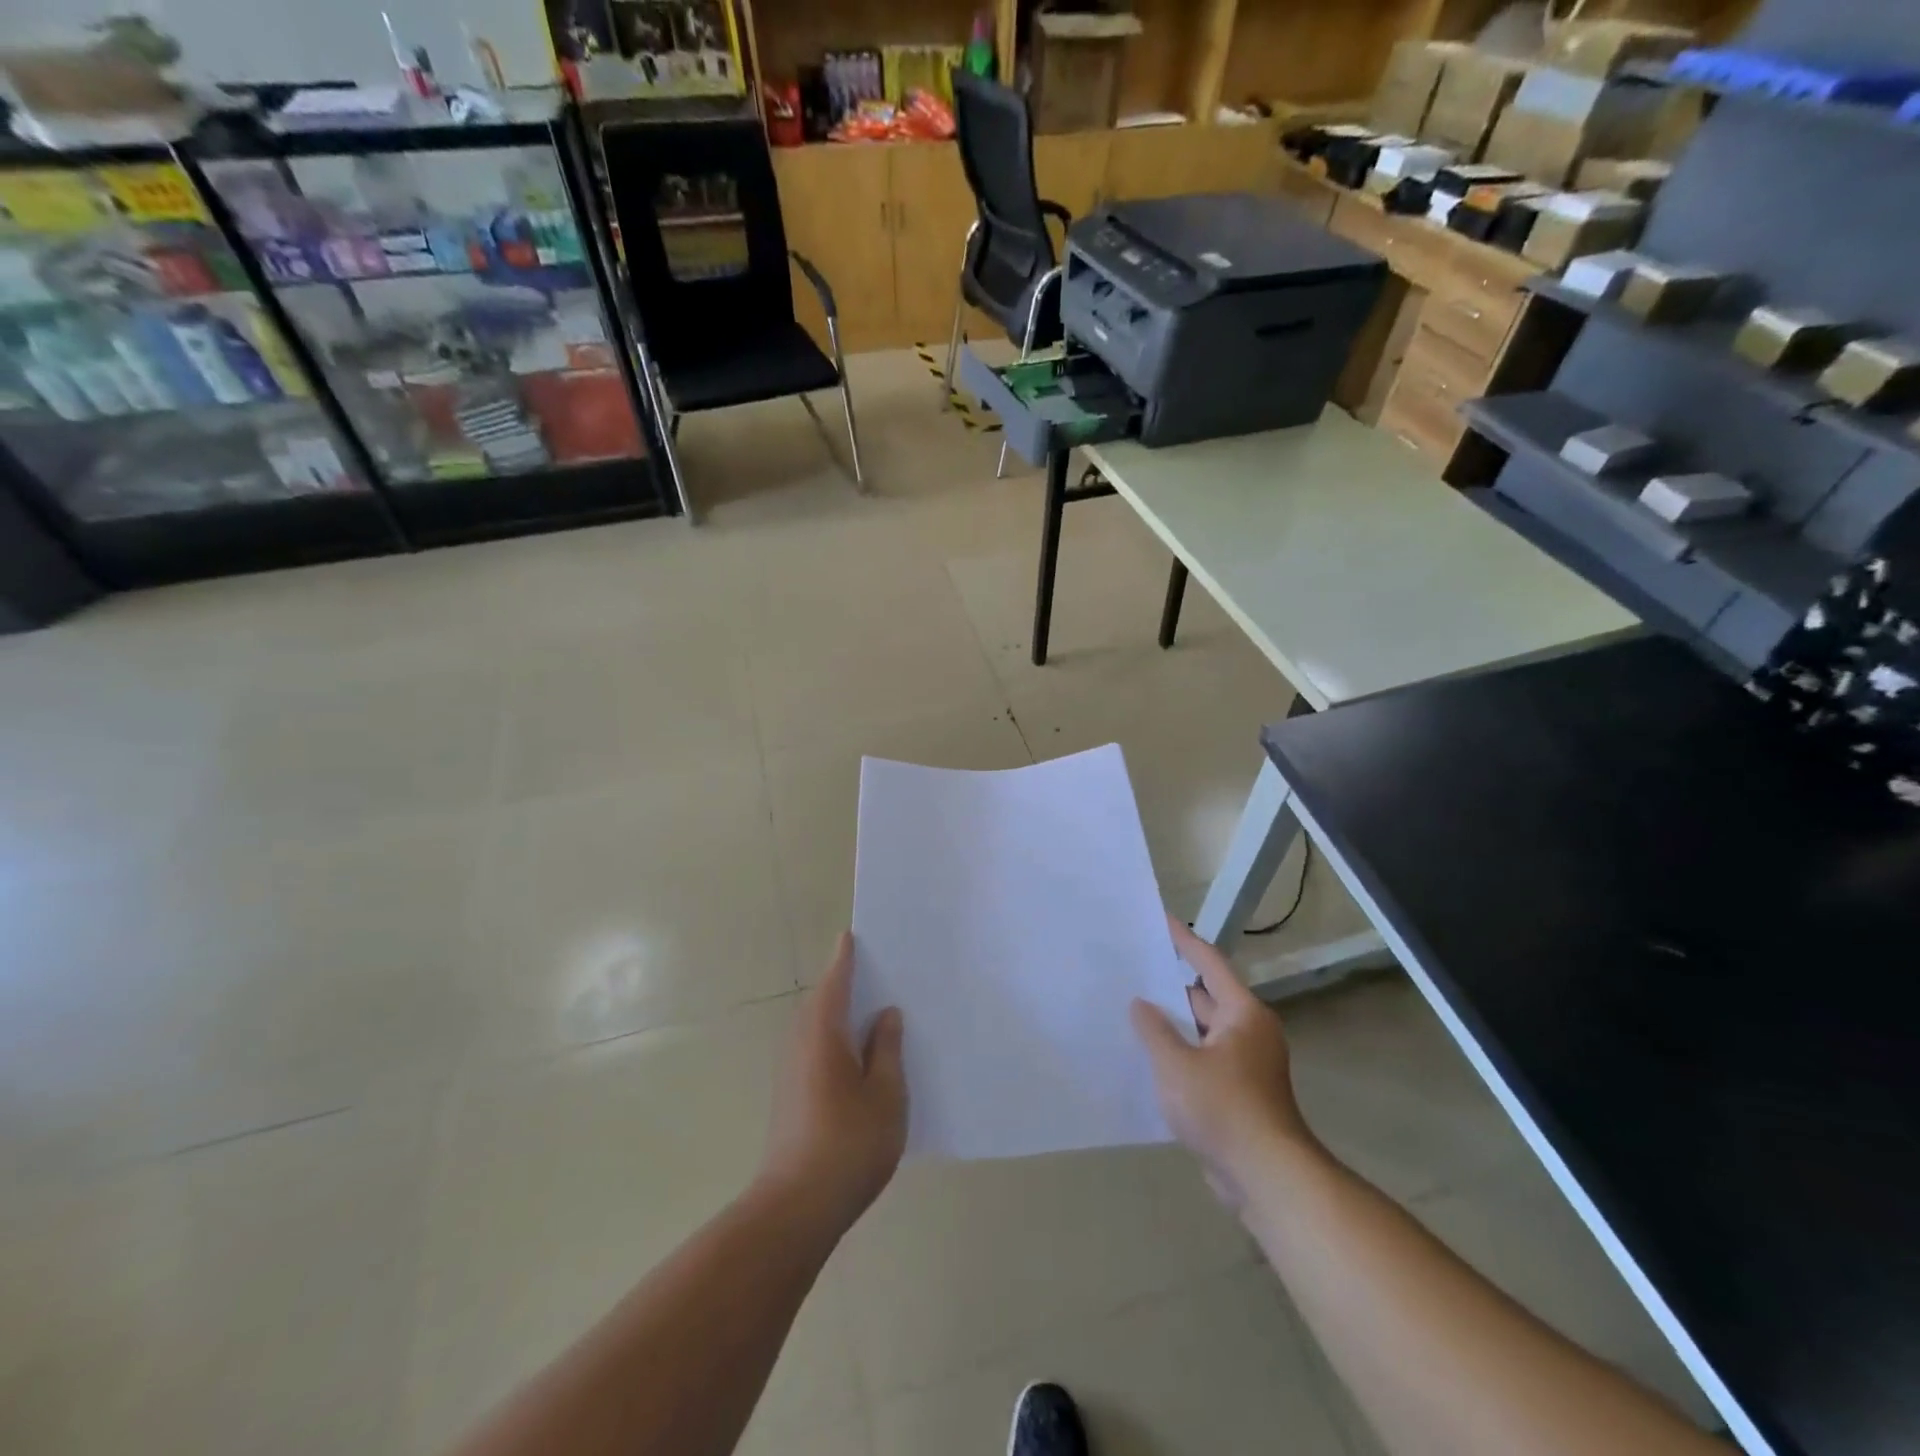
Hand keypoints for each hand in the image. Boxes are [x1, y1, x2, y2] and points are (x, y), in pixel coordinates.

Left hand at [758, 932, 906, 1235]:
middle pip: (823, 1001)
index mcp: (823, 1032)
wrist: (797, 1206)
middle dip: (845, 984)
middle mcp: (801, 1042)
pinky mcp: (790, 1093)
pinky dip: (835, 1037)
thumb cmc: (849, 1143)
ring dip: (840, 1013)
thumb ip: (888, 1049)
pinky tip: (860, 1056)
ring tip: (875, 1010)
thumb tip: (886, 1014)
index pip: (835, 981)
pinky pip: (815, 1047)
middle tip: (878, 972)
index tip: (853, 935)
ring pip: (817, 1026)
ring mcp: (791, 1069)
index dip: (846, 958)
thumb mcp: (886, 1094)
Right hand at [1130, 917, 1314, 1207]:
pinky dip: (1179, 1052)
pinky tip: (1148, 1056)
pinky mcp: (1238, 1092)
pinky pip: (1203, 1058)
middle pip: (1205, 996)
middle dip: (1169, 985)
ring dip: (1171, 1023)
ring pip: (1201, 1031)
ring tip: (1130, 1008)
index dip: (1183, 941)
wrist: (1267, 1177)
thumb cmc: (1223, 1108)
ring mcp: (1245, 1064)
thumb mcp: (1176, 1064)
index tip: (1160, 920)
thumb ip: (1154, 1029)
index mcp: (1242, 1013)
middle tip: (1132, 968)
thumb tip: (1140, 1004)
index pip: (1209, 964)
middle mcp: (1248, 1031)